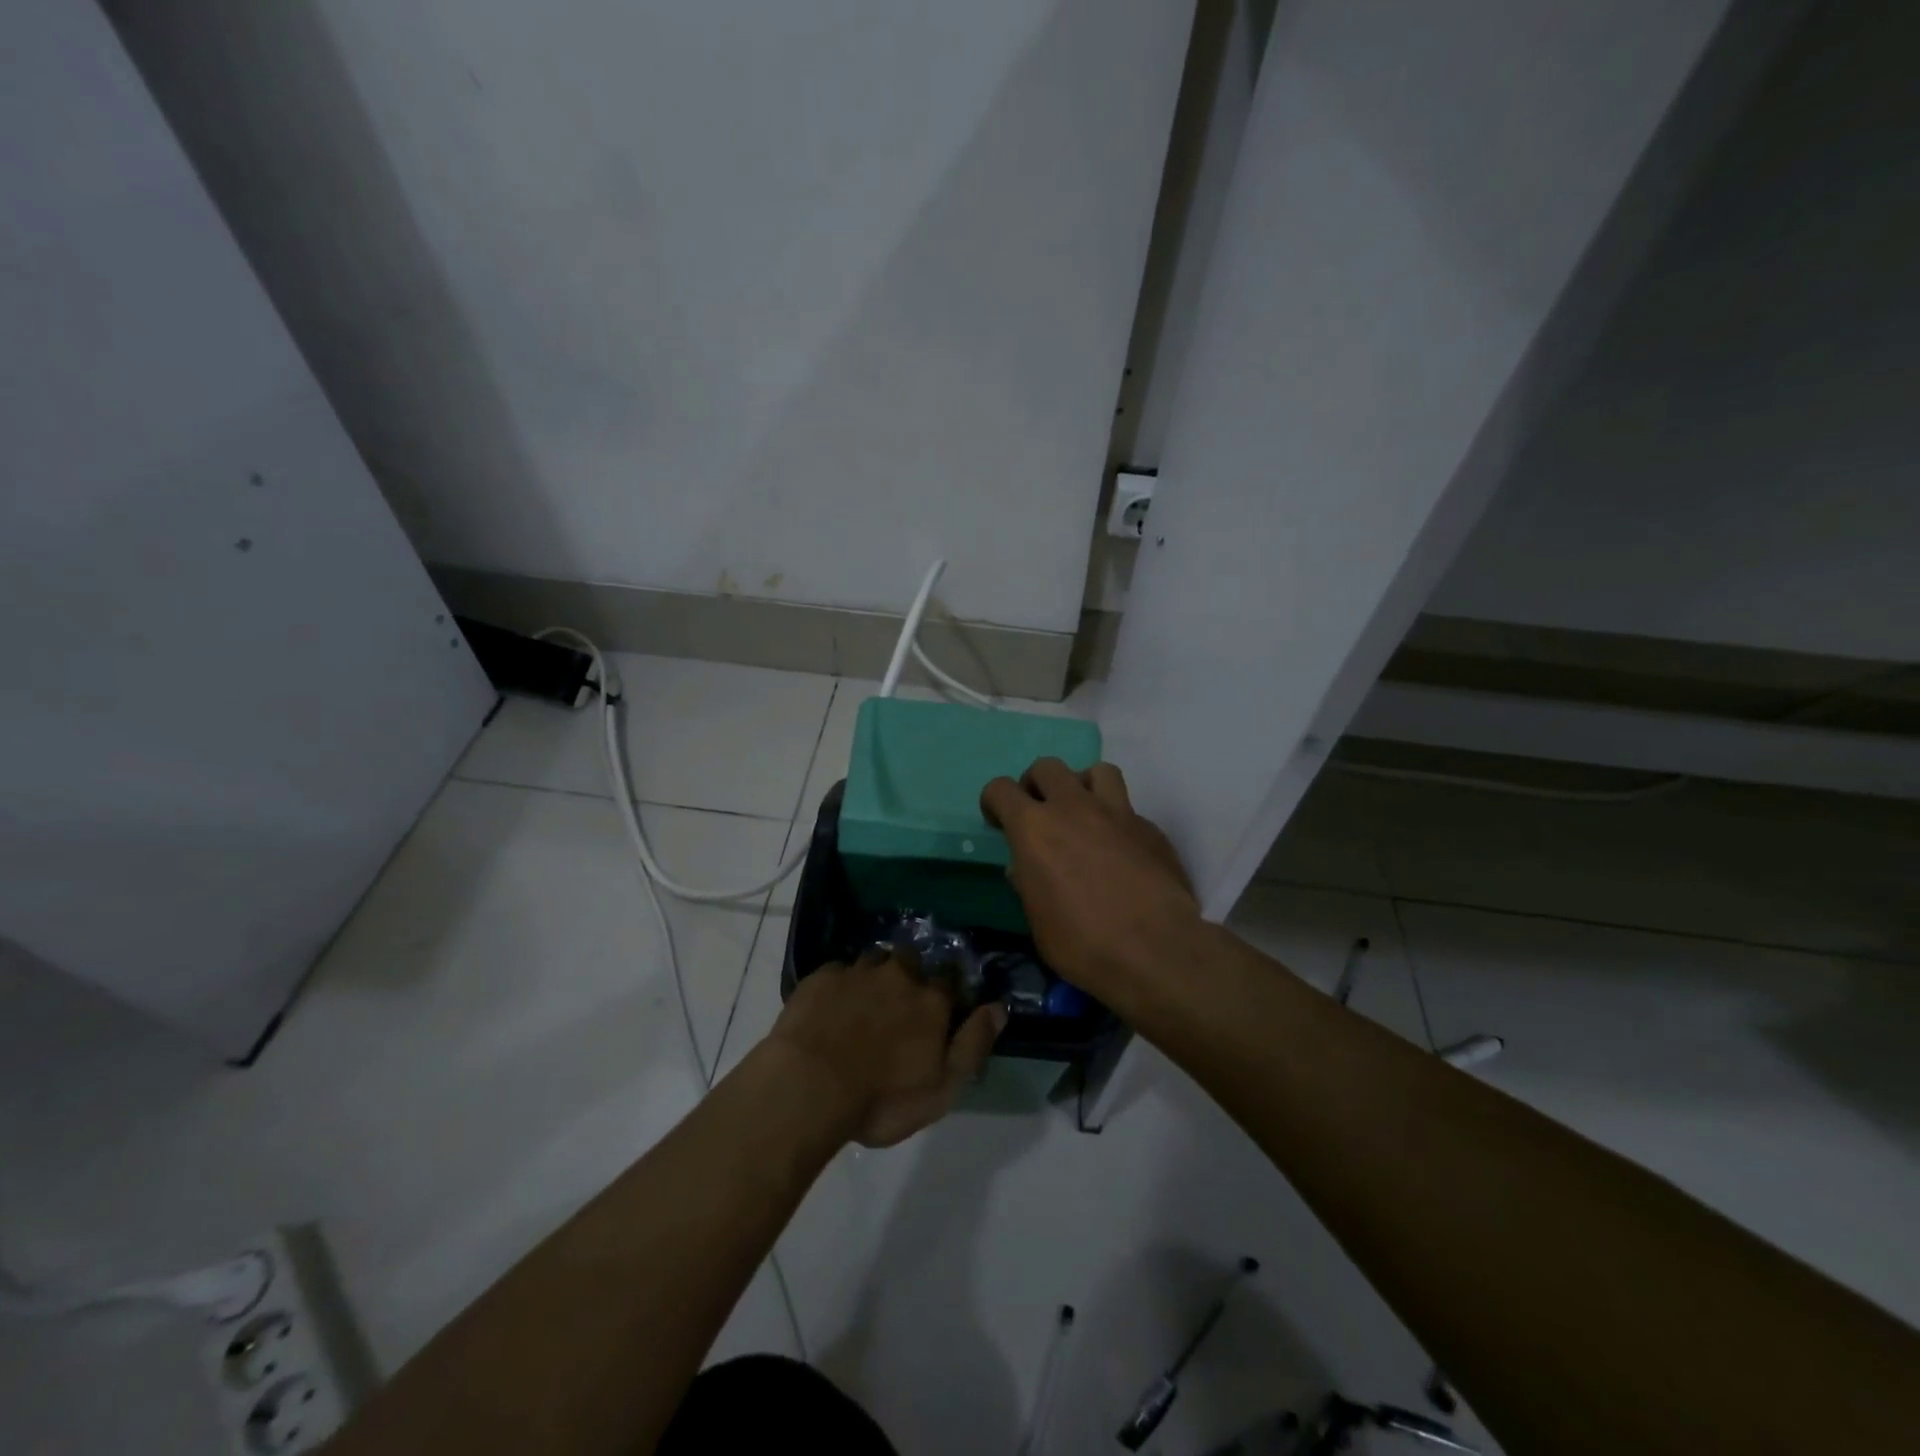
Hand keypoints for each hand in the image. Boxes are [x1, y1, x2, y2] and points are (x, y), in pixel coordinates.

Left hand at [768, 949, 1005, 1147]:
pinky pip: (838, 971)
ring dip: (875, 975)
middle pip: (911, 961)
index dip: (947, 992)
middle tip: (898, 1003)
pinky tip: (832, 1005)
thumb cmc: (882, 1098)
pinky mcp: (821, 977)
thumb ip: (974, 1044)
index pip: (950, 981)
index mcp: (931, 1000)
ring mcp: (857, 972)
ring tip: (864, 1001)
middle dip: (909, 975)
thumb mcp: (942, 1087)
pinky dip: (840, 984)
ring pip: (874, 960)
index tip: (942, 1006)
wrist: (809, 1086)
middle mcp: (899, 975)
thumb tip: (999, 1007)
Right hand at [980, 758, 1198, 1000]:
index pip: (1001, 789)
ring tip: (1084, 815)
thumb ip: (1028, 884)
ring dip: (1083, 786)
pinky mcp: (1151, 829)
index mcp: (1034, 828)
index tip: (999, 822)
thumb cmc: (1083, 943)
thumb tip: (1024, 869)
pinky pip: (1128, 809)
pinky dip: (1117, 821)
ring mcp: (1117, 813)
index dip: (994, 802)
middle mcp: (1074, 808)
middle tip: (1040, 814)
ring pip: (1097, 771)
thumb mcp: (1038, 921)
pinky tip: (1121, 851)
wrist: (1156, 950)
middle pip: (1048, 767)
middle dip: (1037, 785)